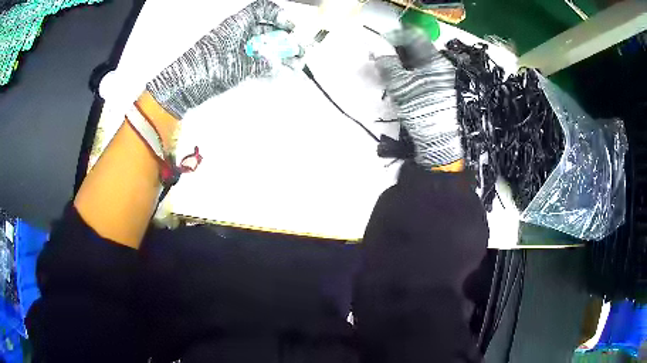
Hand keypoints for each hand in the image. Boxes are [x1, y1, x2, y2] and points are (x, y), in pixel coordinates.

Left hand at [146, 0, 294, 119]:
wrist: (182, 88)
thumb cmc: (206, 70)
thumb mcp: (237, 65)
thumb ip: (260, 63)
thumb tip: (277, 64)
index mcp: (237, 24)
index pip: (261, 9)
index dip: (279, 15)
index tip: (291, 27)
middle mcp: (237, 33)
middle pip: (266, 29)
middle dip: (285, 39)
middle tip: (299, 51)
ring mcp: (234, 48)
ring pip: (262, 45)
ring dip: (280, 53)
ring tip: (296, 64)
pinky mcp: (231, 61)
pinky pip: (254, 58)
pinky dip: (268, 63)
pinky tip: (279, 70)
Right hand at [375, 40, 463, 168]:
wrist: (439, 141)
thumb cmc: (421, 109)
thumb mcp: (401, 85)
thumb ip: (387, 64)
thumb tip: (375, 48)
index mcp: (435, 60)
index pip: (413, 37)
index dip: (394, 37)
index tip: (378, 42)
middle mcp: (440, 67)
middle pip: (415, 50)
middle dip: (395, 52)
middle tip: (378, 59)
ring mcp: (440, 80)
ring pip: (416, 64)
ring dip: (399, 65)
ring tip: (384, 73)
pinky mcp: (438, 92)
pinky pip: (420, 76)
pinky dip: (406, 76)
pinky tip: (397, 84)